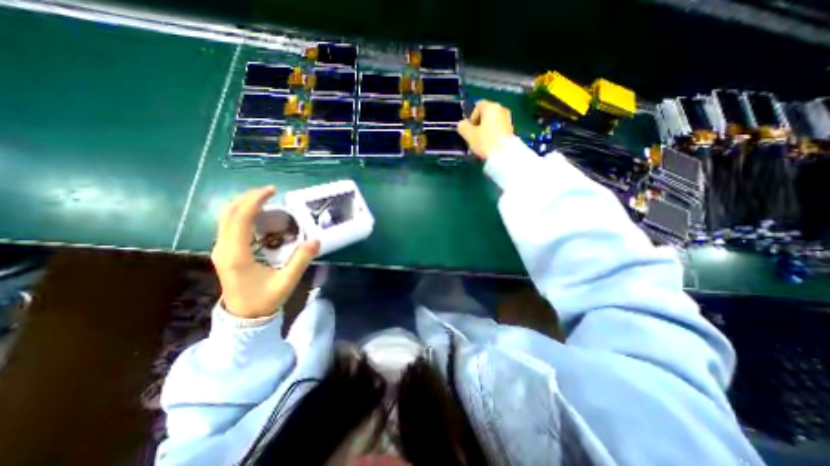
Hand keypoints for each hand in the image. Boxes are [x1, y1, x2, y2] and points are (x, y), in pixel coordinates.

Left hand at [211, 186, 320, 320]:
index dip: (255, 201)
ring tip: (266, 199)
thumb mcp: (287, 281)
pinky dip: (242, 214)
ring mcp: (221, 249)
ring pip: (225, 218)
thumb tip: (316, 240)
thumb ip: (301, 260)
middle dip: (248, 198)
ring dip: (244, 204)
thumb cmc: (264, 300)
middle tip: (270, 191)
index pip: (240, 219)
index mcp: (237, 255)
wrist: (243, 317)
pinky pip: (229, 225)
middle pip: (228, 213)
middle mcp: (223, 248)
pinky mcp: (224, 251)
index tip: (272, 191)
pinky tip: (259, 215)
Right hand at [458, 100, 516, 159]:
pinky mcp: (511, 130)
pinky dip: (493, 134)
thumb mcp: (469, 135)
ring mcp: (508, 119)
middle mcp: (501, 109)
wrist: (504, 154)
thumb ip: (463, 127)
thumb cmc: (485, 141)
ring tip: (482, 142)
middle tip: (474, 136)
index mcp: (491, 107)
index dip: (471, 117)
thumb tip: (462, 124)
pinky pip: (498, 129)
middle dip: (479, 124)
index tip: (470, 129)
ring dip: (486, 130)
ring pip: (492, 122)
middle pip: (486, 114)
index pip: (478, 106)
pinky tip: (490, 144)